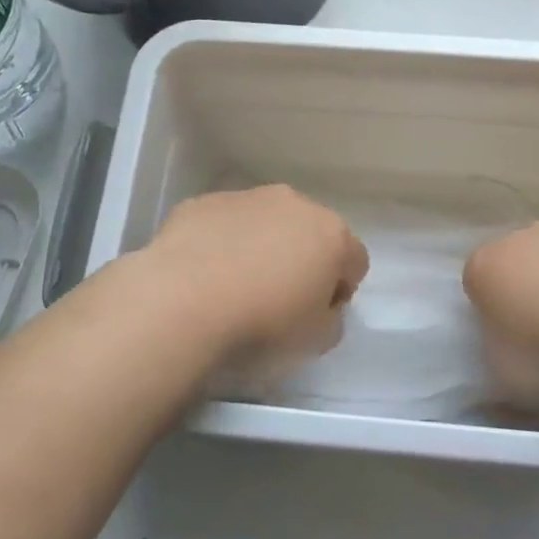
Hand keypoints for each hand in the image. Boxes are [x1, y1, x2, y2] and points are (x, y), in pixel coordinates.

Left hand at [142, 186, 368, 371]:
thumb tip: (322, 307)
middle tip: (278, 299)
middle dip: (301, 259)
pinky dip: (221, 243)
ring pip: (265, 222)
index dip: (340, 291)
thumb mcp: (316, 341)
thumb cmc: (262, 324)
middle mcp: (293, 204)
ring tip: (234, 286)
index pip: (354, 261)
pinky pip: (223, 224)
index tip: (318, 315)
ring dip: (260, 247)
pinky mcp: (203, 202)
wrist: (183, 301)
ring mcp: (246, 198)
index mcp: (331, 234)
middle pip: (310, 232)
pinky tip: (203, 275)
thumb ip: (331, 319)